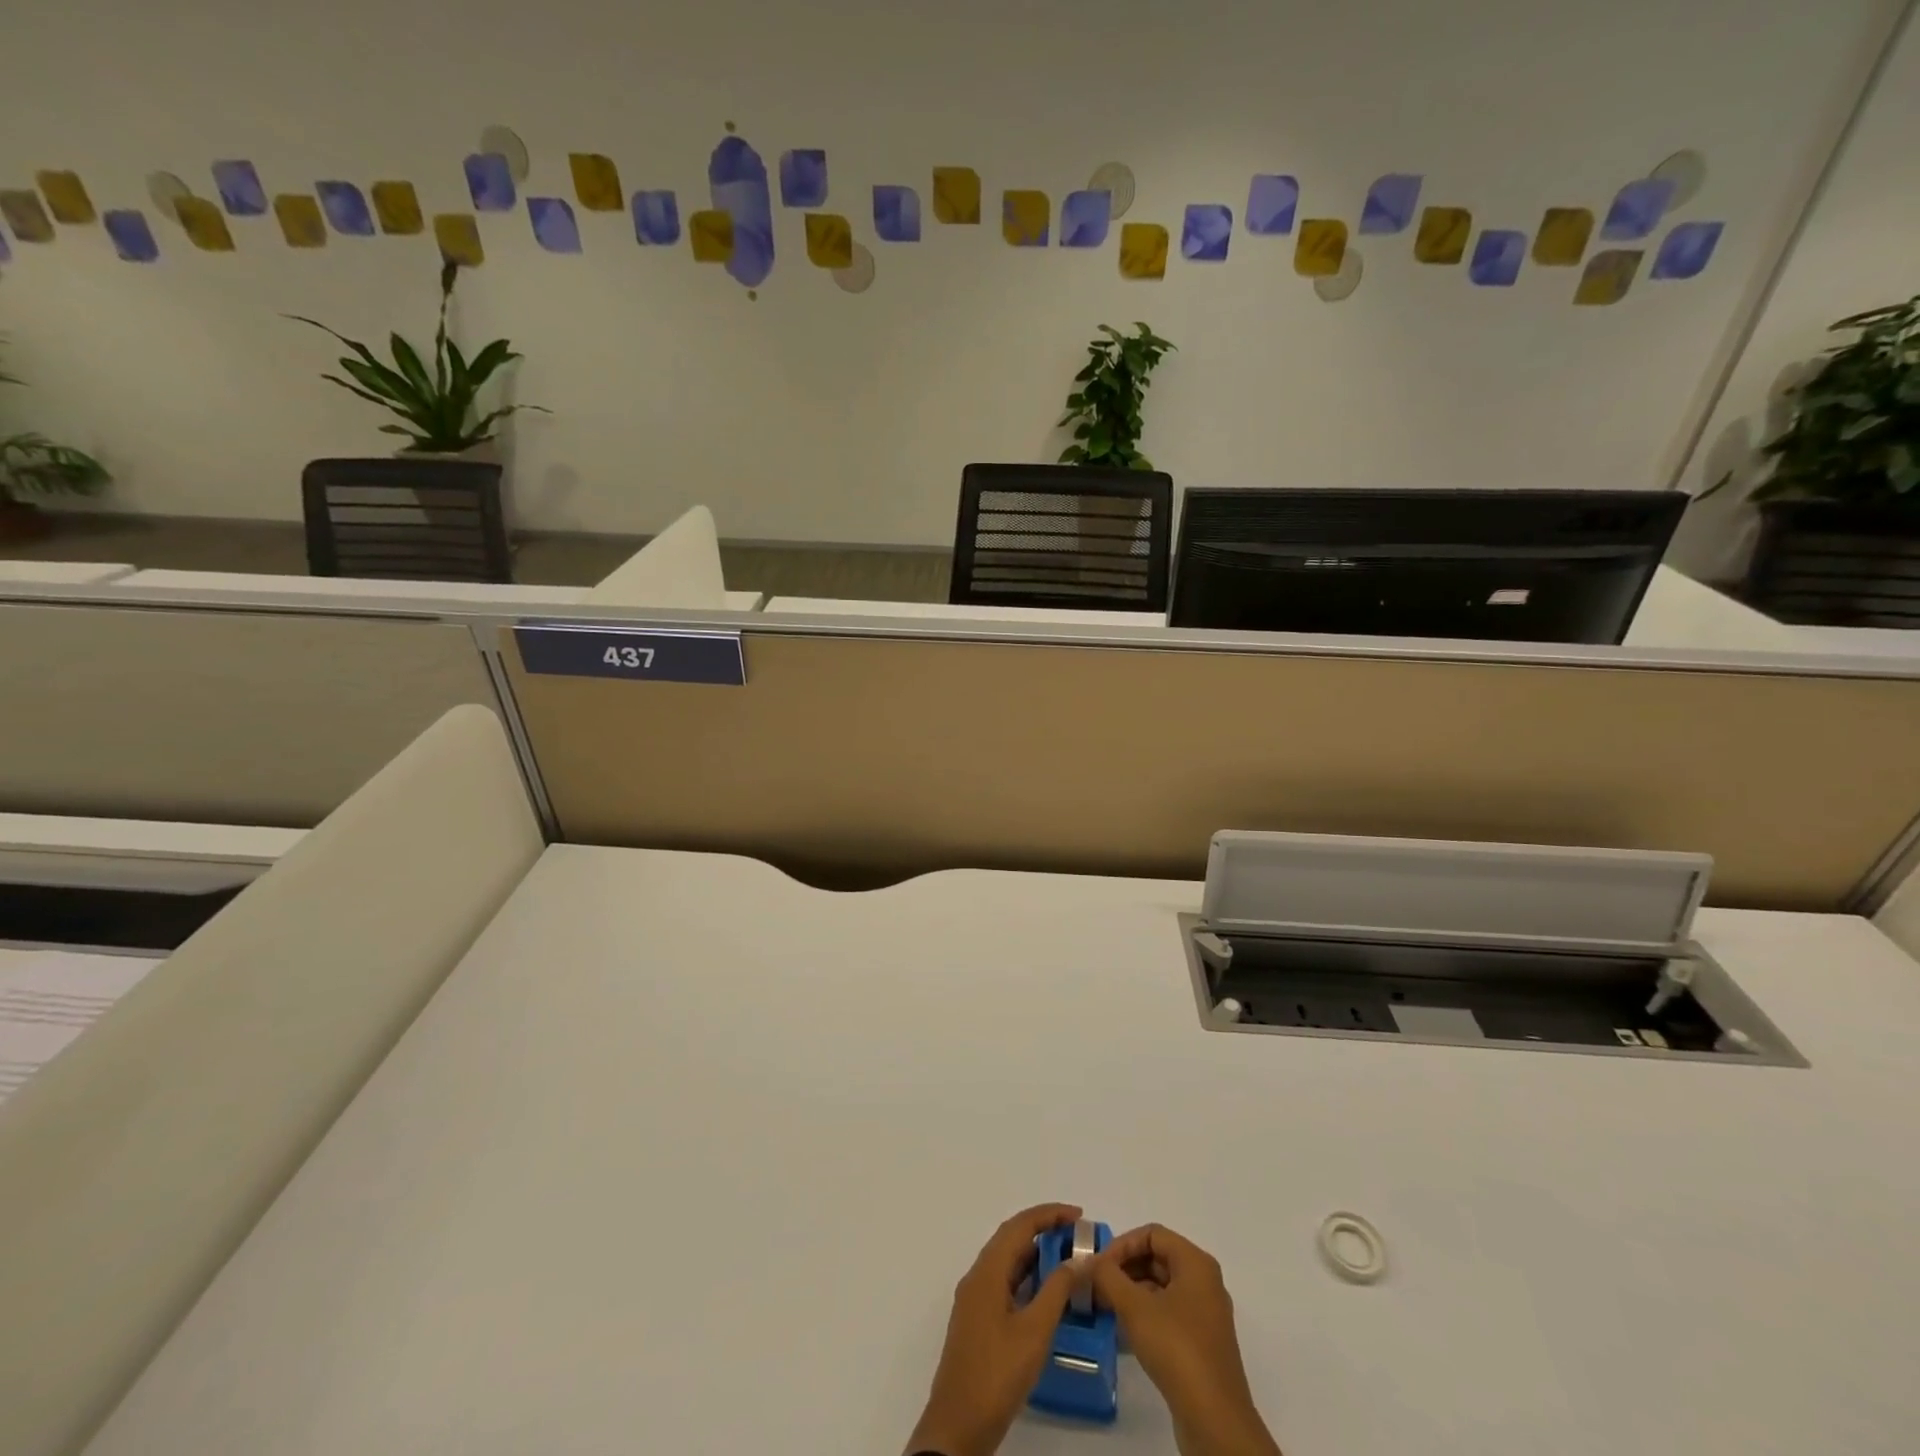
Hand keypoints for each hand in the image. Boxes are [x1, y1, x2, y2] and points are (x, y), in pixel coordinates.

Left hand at [906, 1202, 1084, 1455]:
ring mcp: (975, 1299)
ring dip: (1034, 1253)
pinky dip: (1026, 1277)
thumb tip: (1077, 1259)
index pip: (1019, 1226)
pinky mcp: (977, 1320)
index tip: (1078, 1215)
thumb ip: (1056, 1291)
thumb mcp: (1034, 1331)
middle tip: (1076, 1234)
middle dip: (1043, 1229)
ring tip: (1067, 1257)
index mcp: (987, 1271)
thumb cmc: (997, 1374)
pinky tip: (1045, 1292)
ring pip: (1007, 1261)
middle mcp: (977, 1276)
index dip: (1049, 1214)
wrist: (957, 1426)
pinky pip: (1004, 1282)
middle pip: (1011, 1238)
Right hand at [1090, 1224, 1280, 1455]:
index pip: (1152, 1234)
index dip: (1122, 1244)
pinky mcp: (1201, 1344)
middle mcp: (1204, 1282)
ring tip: (1104, 1306)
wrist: (1216, 1423)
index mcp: (1196, 1264)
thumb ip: (1107, 1277)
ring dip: (1131, 1291)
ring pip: (1161, 1287)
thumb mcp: (1135, 1307)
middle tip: (1096, 1285)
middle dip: (1124, 1268)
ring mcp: (1205, 1315)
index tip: (1098, 1265)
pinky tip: (1123, 1330)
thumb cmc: (1177, 1350)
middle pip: (1157, 1258)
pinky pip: (1168, 1313)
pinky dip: (1144, 1313)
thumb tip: (1087, 1262)